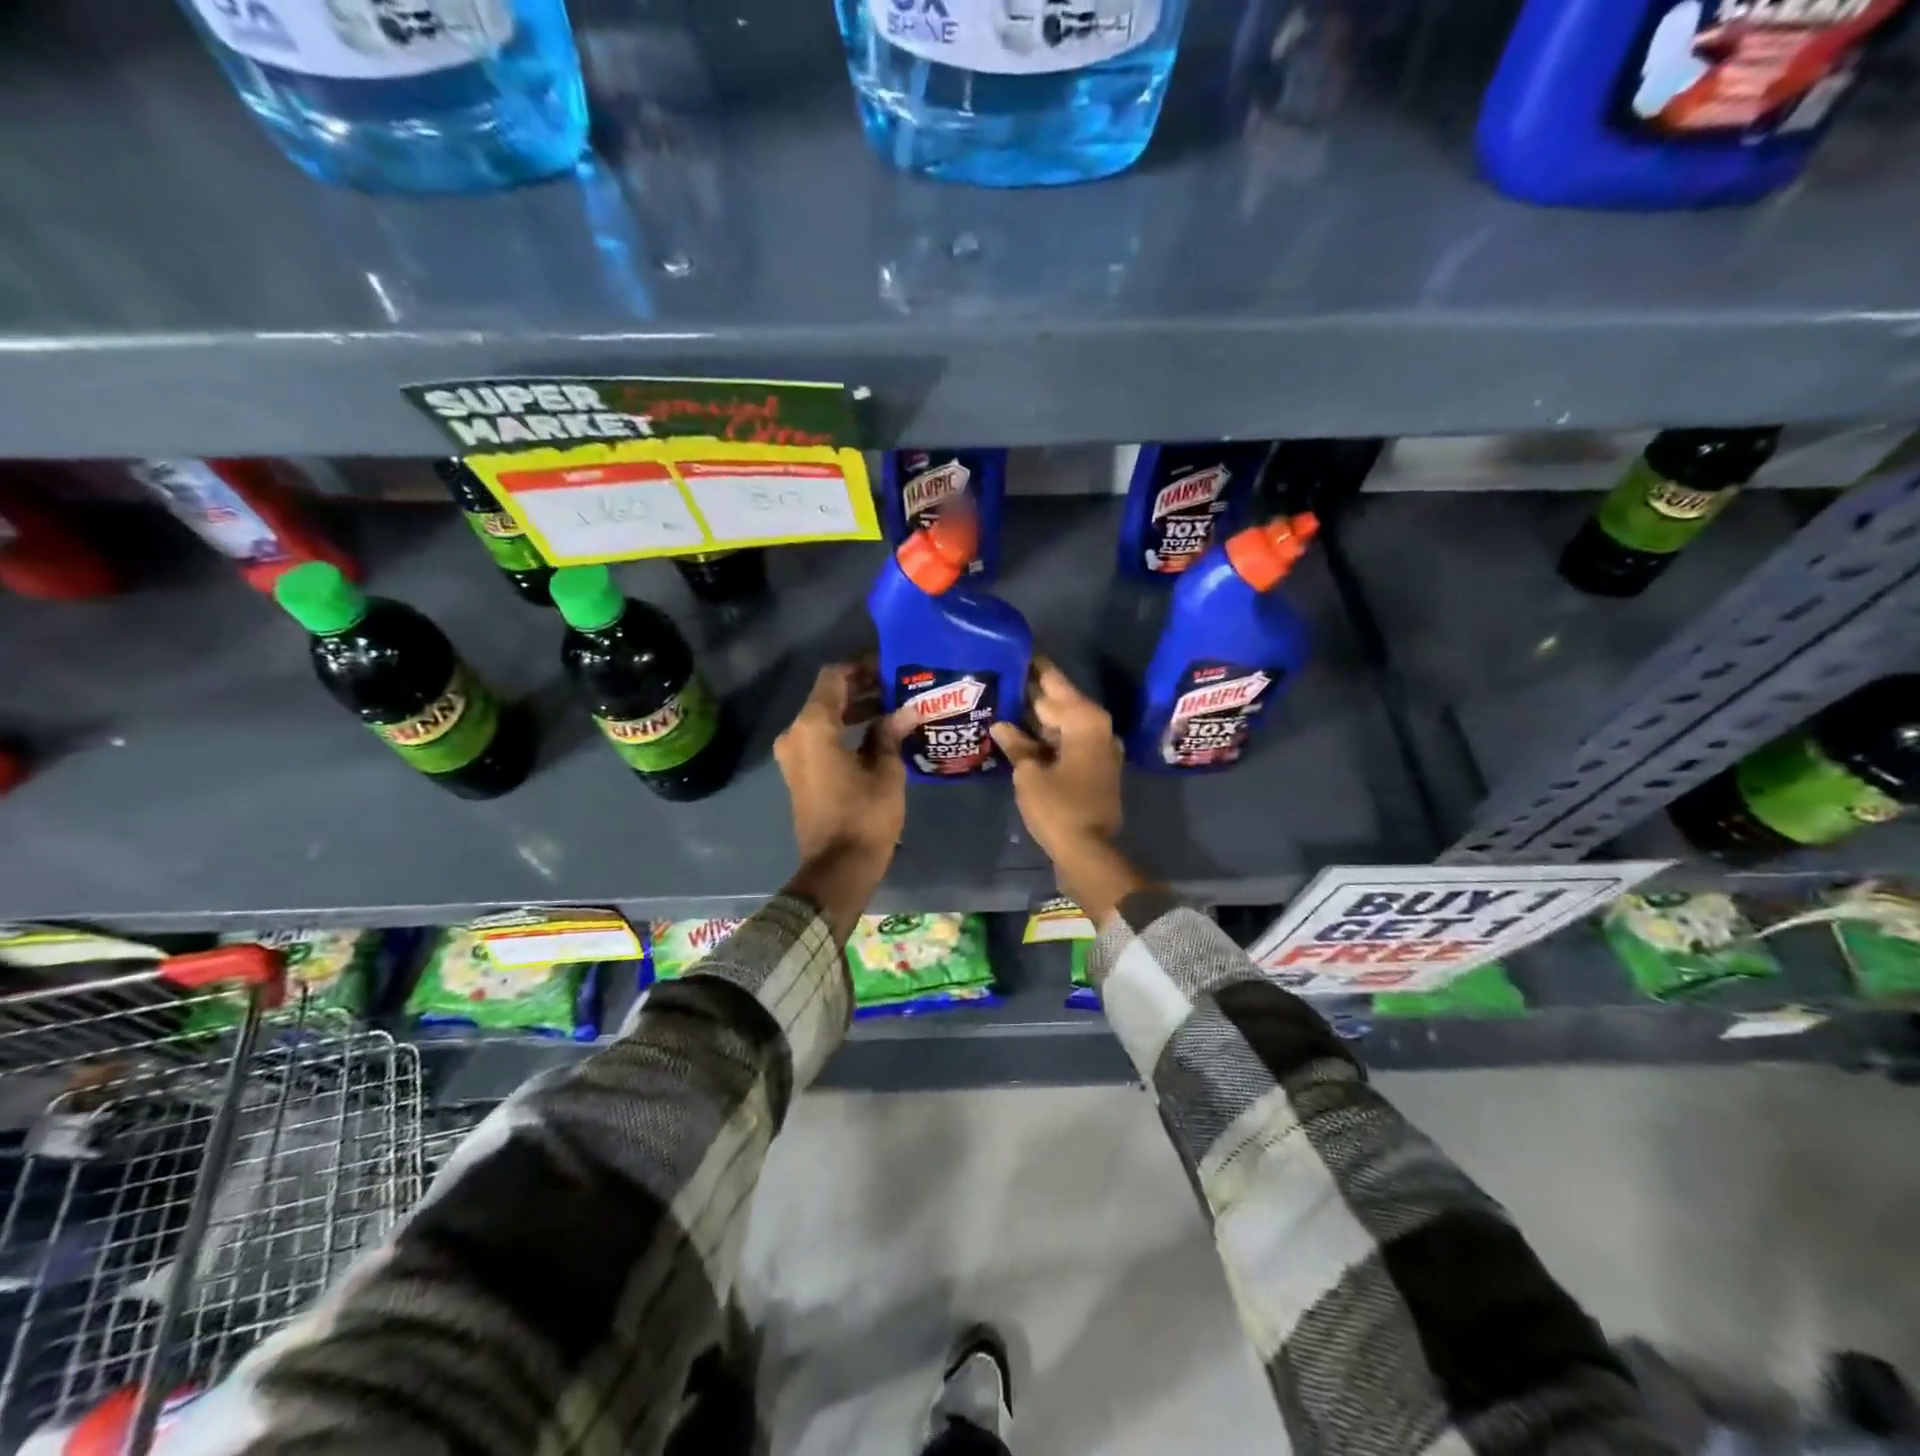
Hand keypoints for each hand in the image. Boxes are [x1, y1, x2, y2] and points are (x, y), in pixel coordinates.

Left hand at [775, 662, 905, 940]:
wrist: (837, 868)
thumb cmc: (864, 816)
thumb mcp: (885, 771)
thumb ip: (890, 733)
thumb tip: (905, 711)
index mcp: (813, 727)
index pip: (834, 677)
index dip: (861, 667)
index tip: (890, 667)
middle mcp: (796, 735)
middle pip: (828, 697)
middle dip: (862, 689)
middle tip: (898, 687)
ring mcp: (794, 756)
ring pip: (825, 719)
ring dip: (855, 711)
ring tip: (894, 709)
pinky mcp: (800, 774)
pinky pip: (821, 739)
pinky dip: (845, 731)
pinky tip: (878, 734)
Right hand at [990, 662, 1142, 922]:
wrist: (1089, 851)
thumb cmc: (1059, 808)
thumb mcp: (1030, 774)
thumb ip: (1016, 744)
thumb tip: (1002, 725)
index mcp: (1085, 721)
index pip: (1054, 682)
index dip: (1035, 666)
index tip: (1018, 648)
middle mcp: (1097, 728)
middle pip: (1059, 702)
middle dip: (1032, 691)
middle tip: (1002, 673)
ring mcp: (1098, 749)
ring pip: (1062, 723)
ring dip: (1036, 716)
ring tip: (1004, 699)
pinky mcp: (1093, 768)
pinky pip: (1066, 742)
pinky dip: (1046, 737)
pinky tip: (1020, 733)